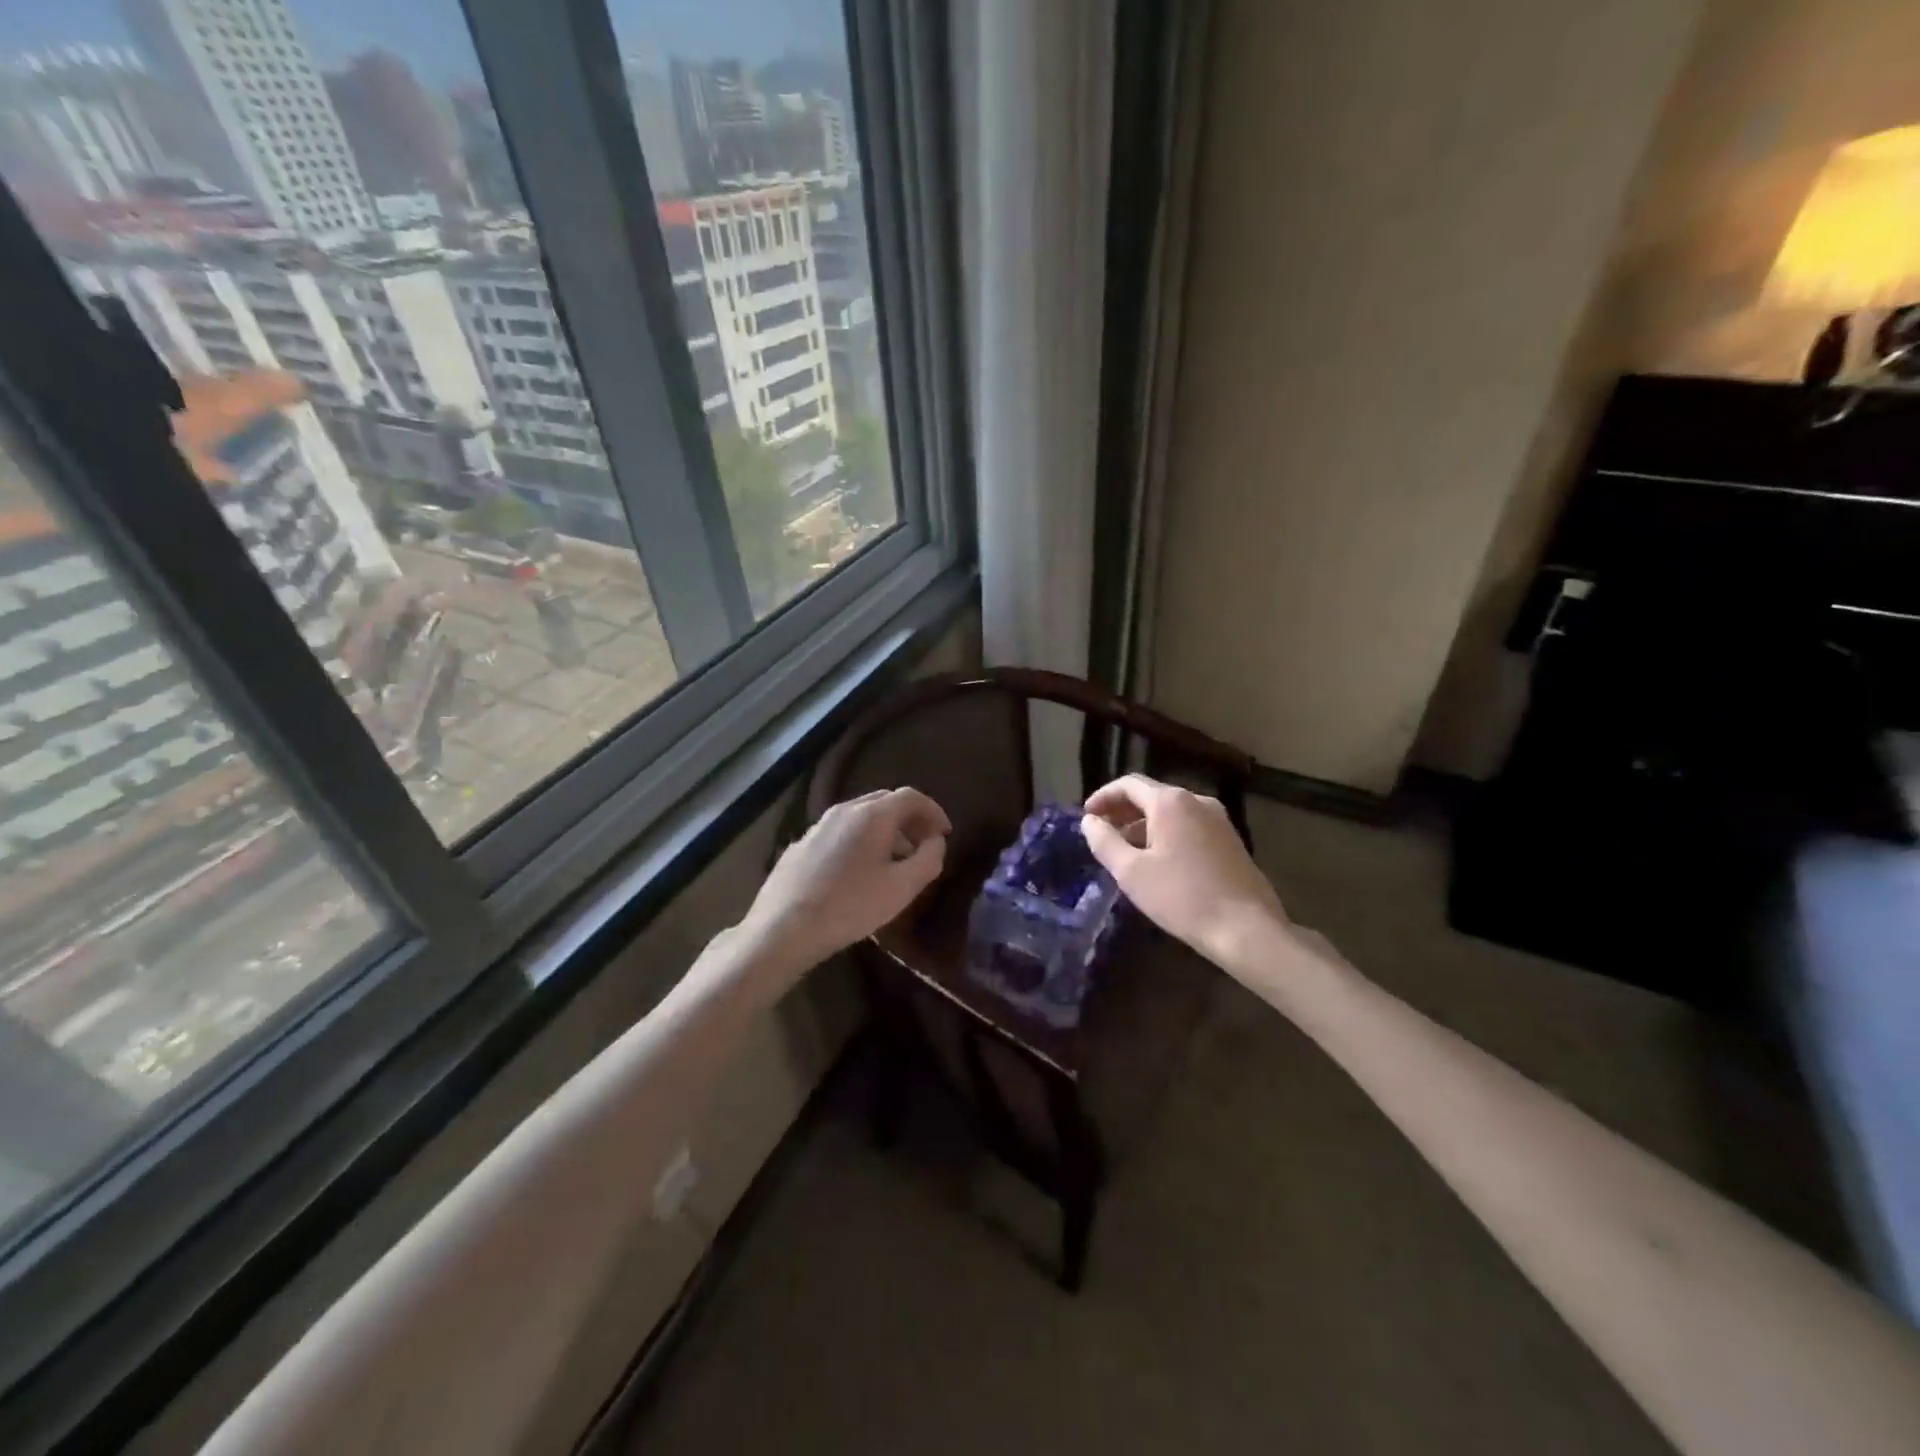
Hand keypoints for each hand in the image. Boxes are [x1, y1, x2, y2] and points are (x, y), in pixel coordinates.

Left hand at [736, 788, 950, 984]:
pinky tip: (858, 872)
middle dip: (910, 819)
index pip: (911, 797)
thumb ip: (928, 859)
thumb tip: (936, 841)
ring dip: (885, 831)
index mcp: (873, 815)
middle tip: (923, 845)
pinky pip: (840, 832)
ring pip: (861, 816)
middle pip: (885, 801)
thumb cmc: (850, 906)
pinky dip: (860, 840)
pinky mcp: (801, 844)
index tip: (944, 834)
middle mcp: (845, 810)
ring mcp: (818, 825)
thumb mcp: (902, 888)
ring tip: (894, 862)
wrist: (784, 927)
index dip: (933, 811)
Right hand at [1081, 774, 1289, 971]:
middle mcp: (1197, 801)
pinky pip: (1189, 825)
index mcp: (1171, 802)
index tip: (1087, 816)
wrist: (1246, 929)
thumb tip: (1090, 821)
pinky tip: (1158, 861)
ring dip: (1144, 824)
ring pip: (1172, 812)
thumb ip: (1105, 841)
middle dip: (1123, 810)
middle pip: (1151, 795)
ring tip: (1126, 850)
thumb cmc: (1182, 897)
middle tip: (1102, 832)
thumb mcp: (1131, 872)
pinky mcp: (1231, 840)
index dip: (1103, 796)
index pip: (1128, 784)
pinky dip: (1167, 833)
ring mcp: (1219, 819)